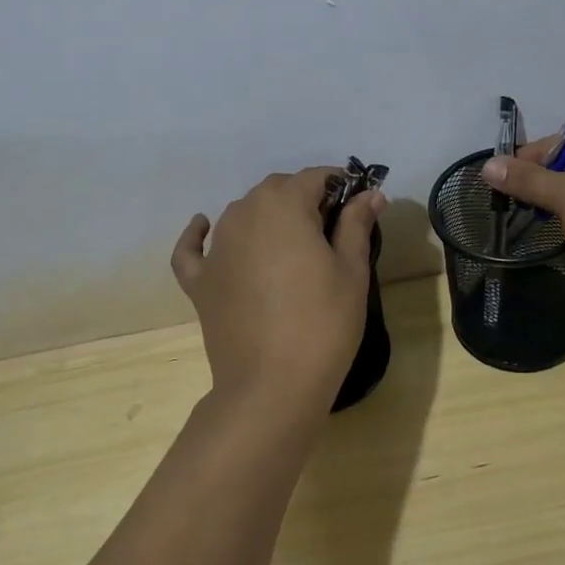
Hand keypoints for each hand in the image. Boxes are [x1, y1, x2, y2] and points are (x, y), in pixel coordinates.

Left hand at [171, 168, 385, 420]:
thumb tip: (371, 194)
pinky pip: (194, 248)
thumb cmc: (322, 323)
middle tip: (330, 231)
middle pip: (277, 190)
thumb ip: (356, 224)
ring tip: (290, 244)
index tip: (357, 205)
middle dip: (304, 199)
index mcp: (284, 205)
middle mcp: (244, 213)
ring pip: (243, 213)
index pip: (315, 178)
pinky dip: (198, 235)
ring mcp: (216, 247)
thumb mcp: (351, 271)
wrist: (271, 387)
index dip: (339, 186)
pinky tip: (203, 228)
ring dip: (266, 216)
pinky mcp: (199, 280)